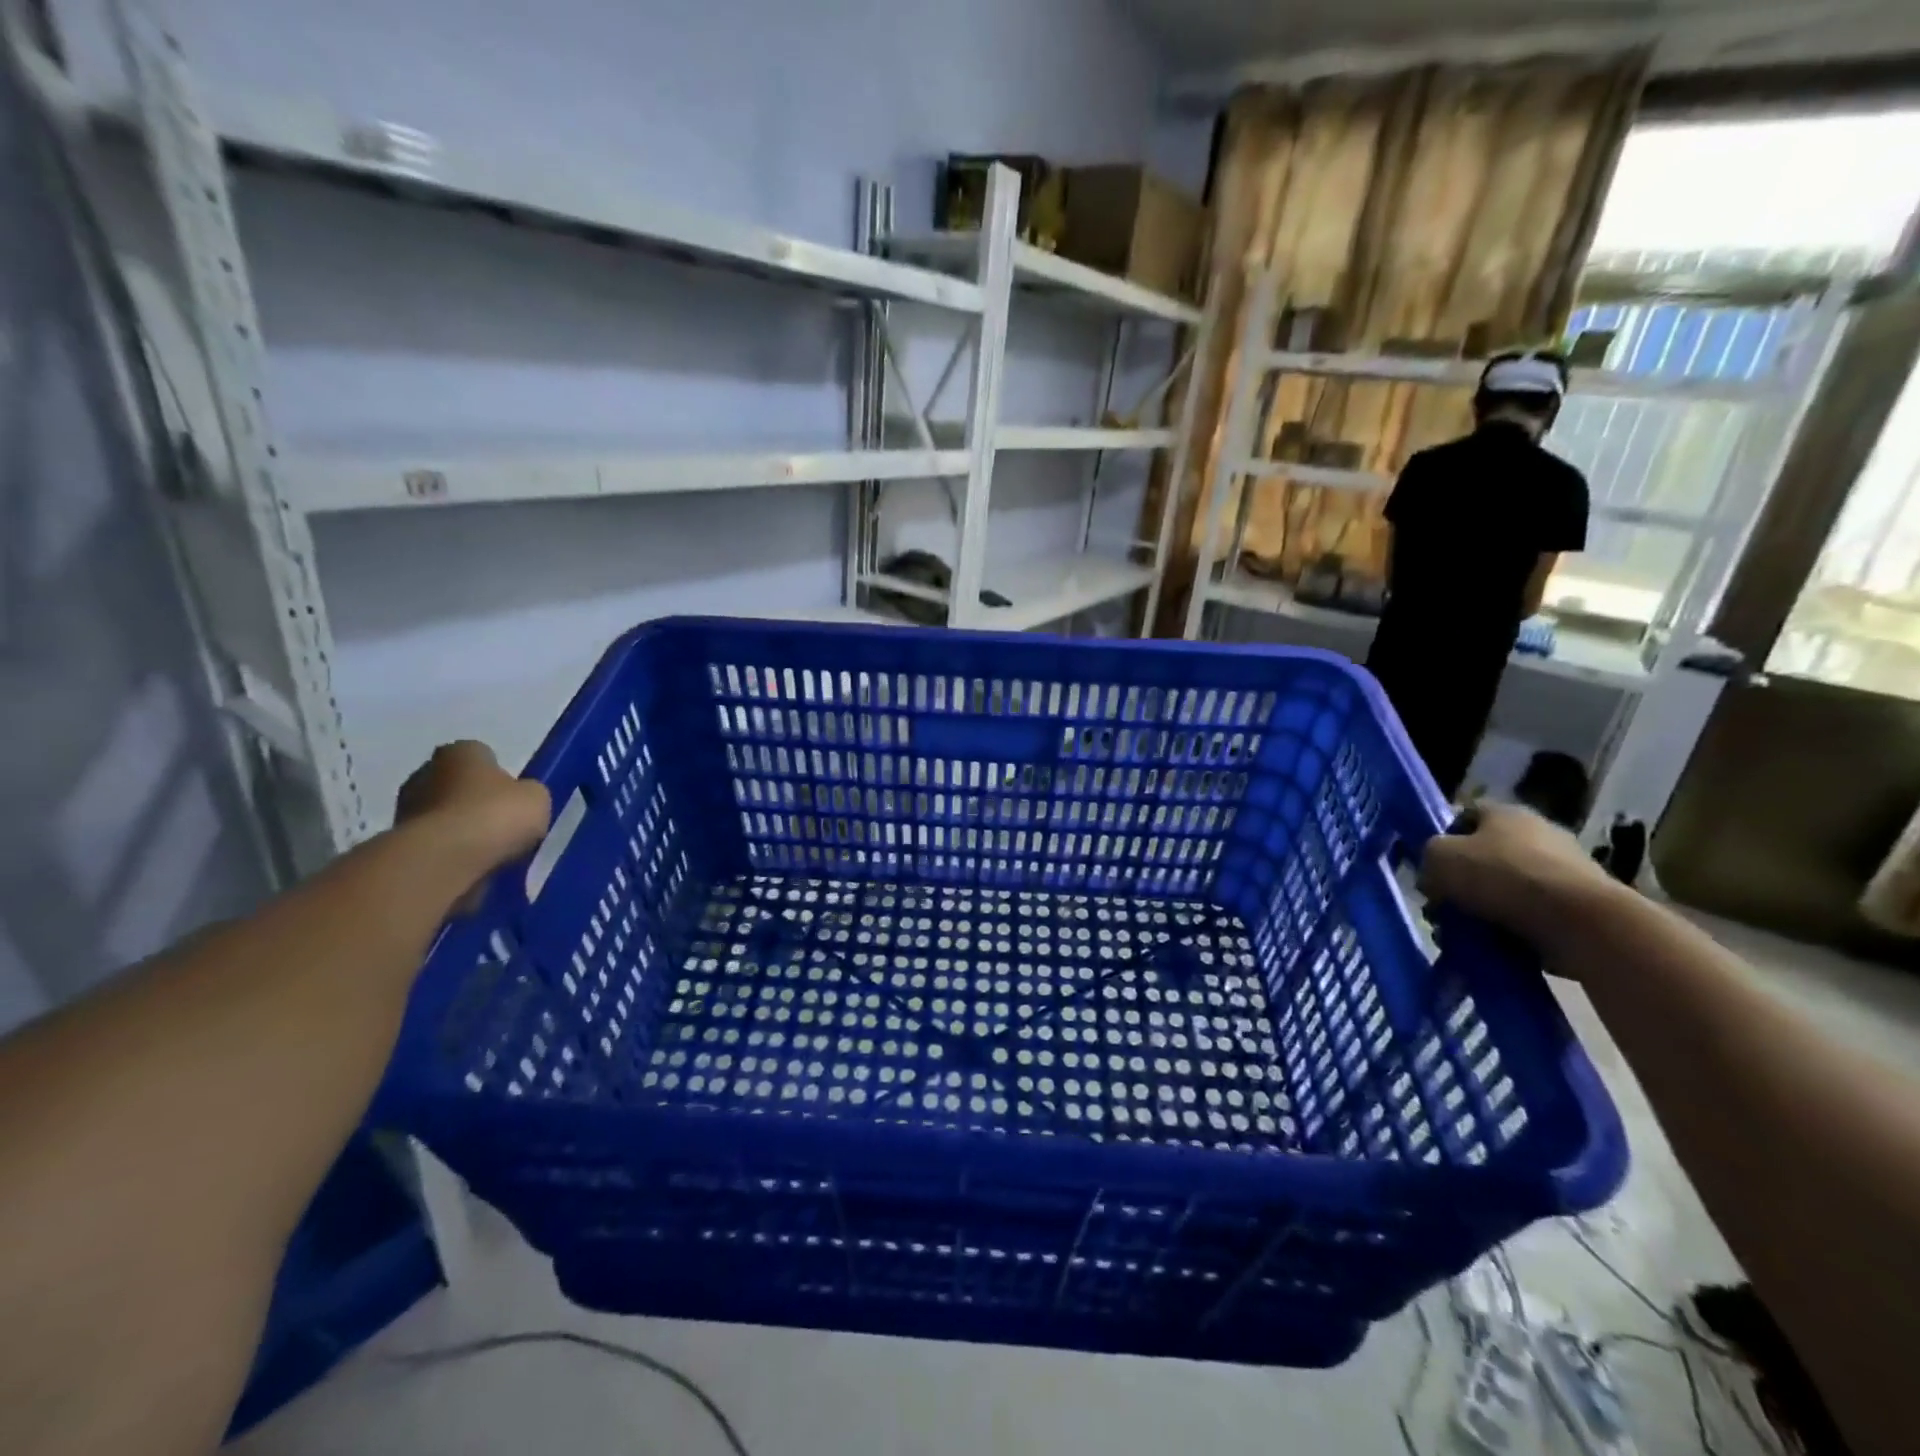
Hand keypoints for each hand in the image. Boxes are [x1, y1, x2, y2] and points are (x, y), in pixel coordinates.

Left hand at [395, 742, 550, 906]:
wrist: (443, 860)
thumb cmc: (495, 815)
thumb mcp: (536, 798)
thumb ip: (527, 794)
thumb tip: (518, 801)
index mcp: (462, 751)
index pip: (483, 757)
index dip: (500, 778)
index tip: (513, 799)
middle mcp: (426, 771)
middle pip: (458, 785)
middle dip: (475, 802)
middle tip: (501, 825)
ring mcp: (405, 807)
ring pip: (443, 815)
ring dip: (459, 829)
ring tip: (487, 852)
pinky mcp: (397, 842)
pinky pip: (433, 843)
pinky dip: (448, 852)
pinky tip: (469, 866)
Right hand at [1417, 801, 1614, 953]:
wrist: (1580, 922)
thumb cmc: (1501, 877)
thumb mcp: (1438, 859)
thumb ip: (1427, 861)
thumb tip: (1435, 879)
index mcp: (1505, 813)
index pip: (1463, 817)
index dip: (1442, 840)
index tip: (1431, 868)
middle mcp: (1538, 833)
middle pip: (1484, 857)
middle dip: (1462, 884)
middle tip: (1443, 909)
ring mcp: (1564, 871)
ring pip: (1506, 891)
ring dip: (1484, 912)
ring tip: (1466, 937)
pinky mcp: (1581, 907)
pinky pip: (1532, 917)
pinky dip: (1513, 931)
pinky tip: (1497, 947)